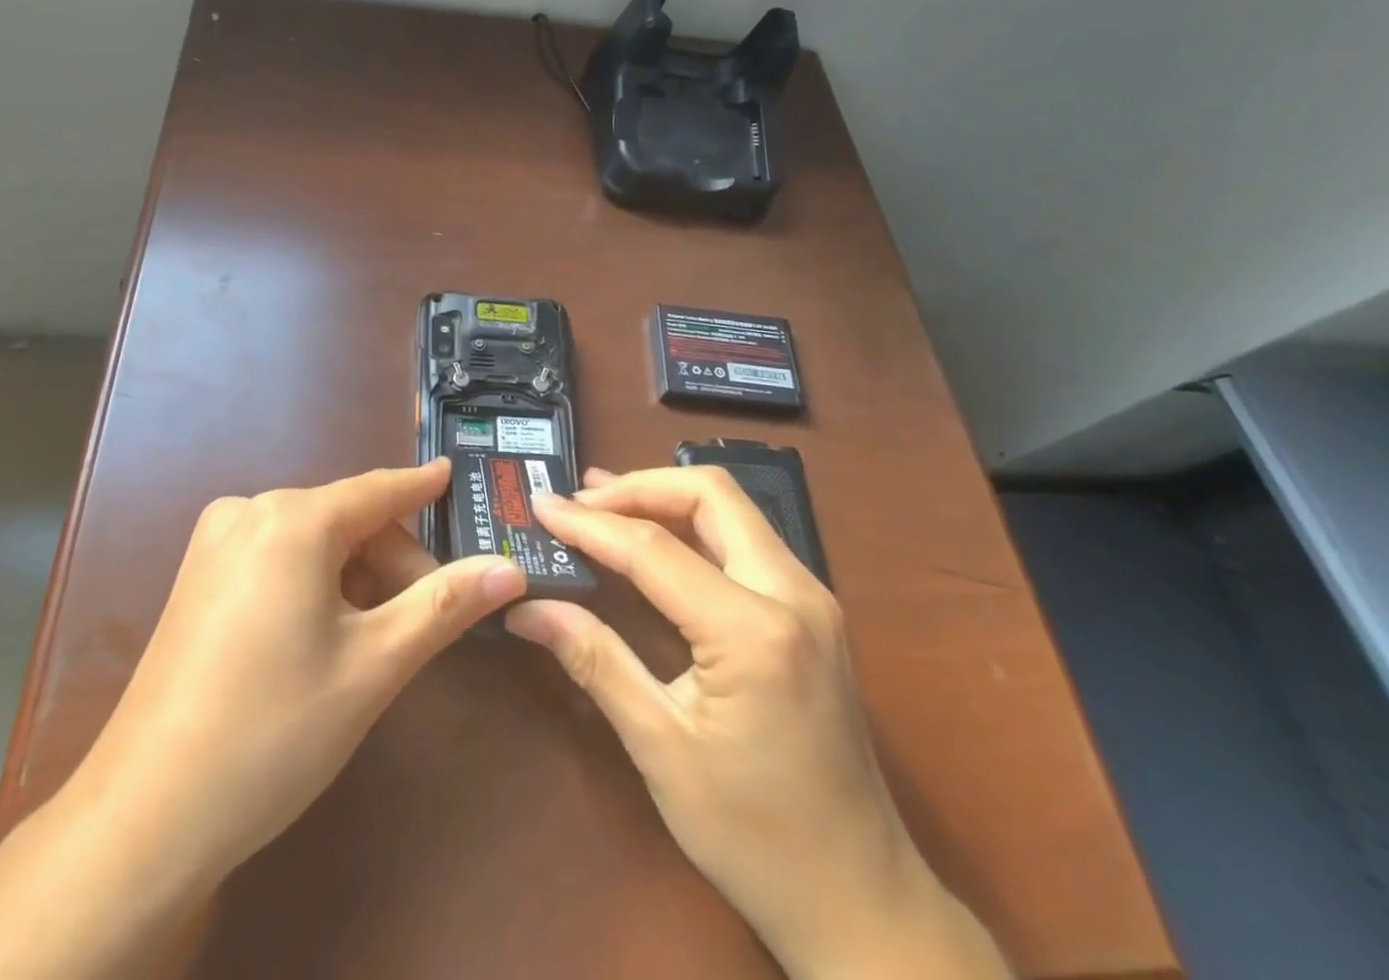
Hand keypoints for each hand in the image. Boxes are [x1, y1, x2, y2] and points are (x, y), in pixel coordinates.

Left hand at [0, 460, 523, 979]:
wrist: (144, 815)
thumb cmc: (274, 730)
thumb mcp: (374, 665)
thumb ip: (445, 604)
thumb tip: (510, 568)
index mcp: (293, 519)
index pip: (378, 489)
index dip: (422, 485)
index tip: (455, 474)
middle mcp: (249, 511)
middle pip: (346, 520)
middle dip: (393, 561)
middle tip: (428, 617)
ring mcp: (215, 543)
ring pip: (312, 541)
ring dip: (355, 576)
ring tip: (378, 638)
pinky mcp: (197, 576)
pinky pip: (276, 558)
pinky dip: (314, 583)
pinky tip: (325, 636)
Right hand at [507, 467, 1007, 979]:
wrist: (862, 900)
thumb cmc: (756, 837)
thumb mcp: (661, 747)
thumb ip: (594, 660)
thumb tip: (526, 608)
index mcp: (754, 632)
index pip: (655, 549)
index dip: (590, 525)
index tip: (541, 508)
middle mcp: (793, 593)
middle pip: (710, 494)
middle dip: (638, 487)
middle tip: (579, 502)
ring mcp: (810, 597)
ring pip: (731, 507)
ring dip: (664, 498)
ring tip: (602, 503)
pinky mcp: (810, 610)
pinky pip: (744, 537)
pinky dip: (692, 524)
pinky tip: (653, 538)